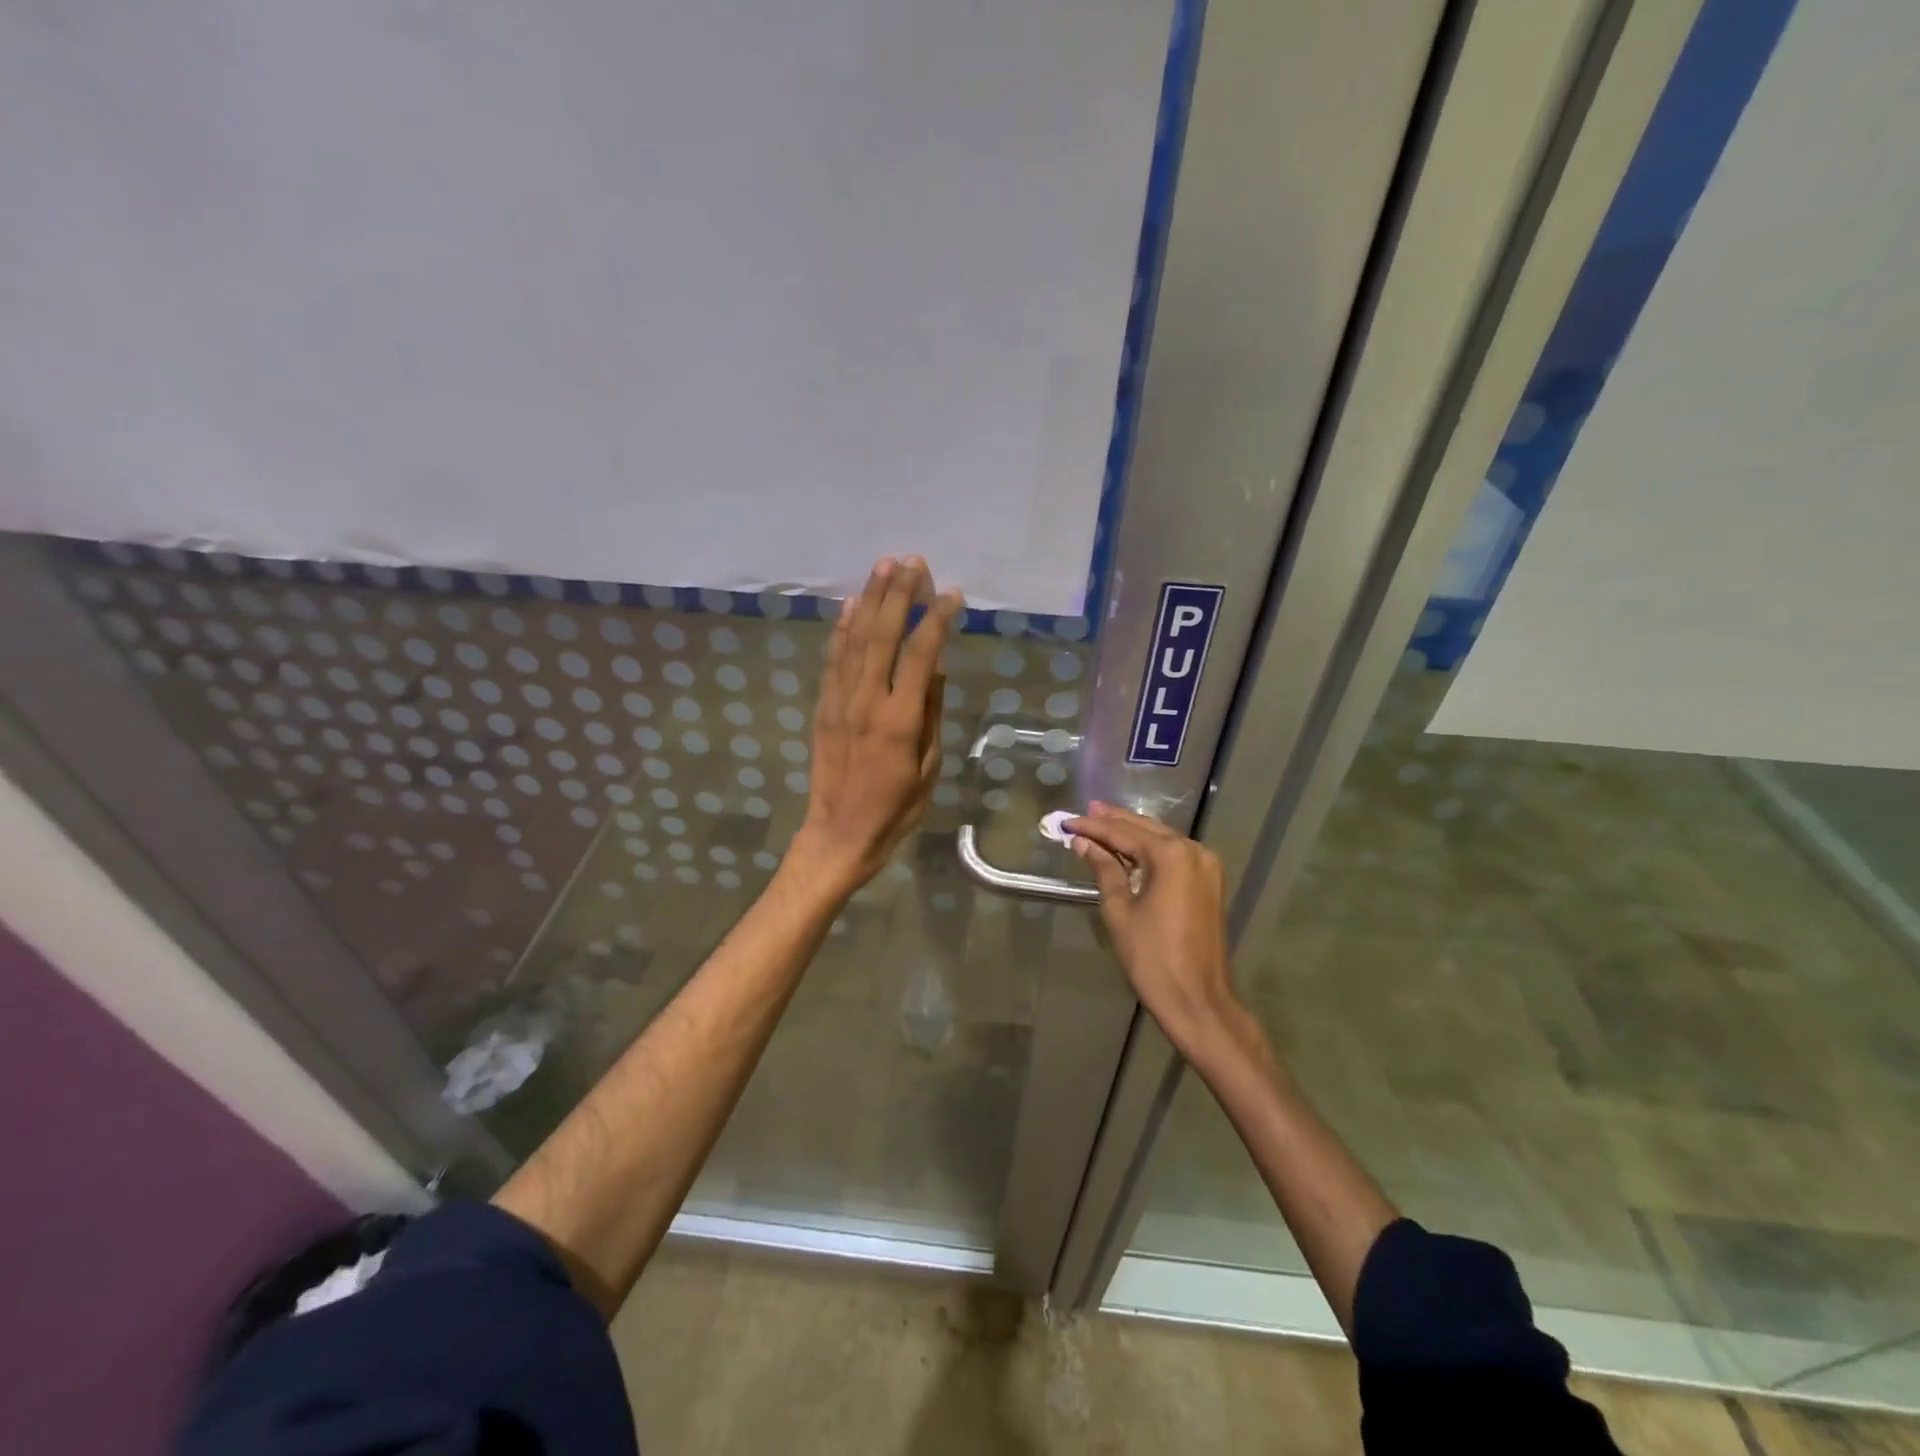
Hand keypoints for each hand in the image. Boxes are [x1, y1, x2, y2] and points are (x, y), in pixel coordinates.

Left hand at [792, 556, 963, 894]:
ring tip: (883, 566)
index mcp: (899, 719)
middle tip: (913, 562)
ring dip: (870, 599)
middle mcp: (867, 701)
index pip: (920, 654)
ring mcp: (839, 701)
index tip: (950, 595)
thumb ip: (930, 714)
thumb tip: (935, 667)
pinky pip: (833, 660)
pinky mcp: (823, 707)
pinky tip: (852, 605)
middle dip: (899, 594)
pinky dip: (842, 629)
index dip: (936, 620)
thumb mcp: (928, 768)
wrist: (839, 834)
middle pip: (883, 634)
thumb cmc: (895, 809)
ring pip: (855, 639)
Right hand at [1067, 803, 1239, 1051]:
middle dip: (1113, 822)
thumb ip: (1104, 869)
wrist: (1197, 1000)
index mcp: (1171, 855)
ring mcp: (1206, 866)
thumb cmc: (1152, 957)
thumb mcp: (1120, 910)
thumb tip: (1084, 843)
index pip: (1123, 832)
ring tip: (1101, 824)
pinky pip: (1175, 855)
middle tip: (1084, 813)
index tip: (1067, 822)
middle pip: (1146, 829)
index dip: (1093, 827)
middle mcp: (1194, 851)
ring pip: (1162, 839)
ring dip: (1132, 833)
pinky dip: (1150, 849)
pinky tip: (1129, 849)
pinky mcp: (1209, 883)